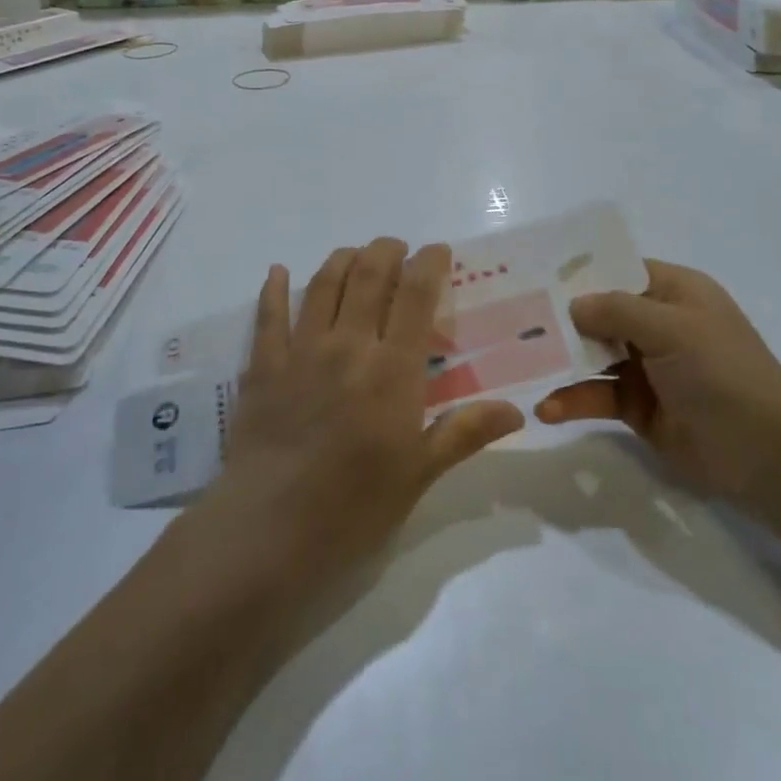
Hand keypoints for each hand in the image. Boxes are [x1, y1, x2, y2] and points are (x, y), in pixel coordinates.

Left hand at [206, 238, 524, 592]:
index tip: (437, 251)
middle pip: (369, 277)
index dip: (429, 264)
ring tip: (355, 254)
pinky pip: (268, 316)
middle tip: (397, 248)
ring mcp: (300, 352)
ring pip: (323, 285)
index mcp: (392, 370)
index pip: (416, 297)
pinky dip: (273, 288)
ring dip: (342, 260)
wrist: (269, 532)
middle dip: (386, 251)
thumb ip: (464, 433)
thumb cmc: (353, 507)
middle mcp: (348, 346)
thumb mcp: (418, 474)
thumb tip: (517, 411)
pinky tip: (277, 271)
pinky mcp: (263, 367)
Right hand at [536, 259, 780, 509]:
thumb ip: (618, 311)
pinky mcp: (638, 407)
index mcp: (673, 291)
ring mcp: (646, 367)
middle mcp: (657, 324)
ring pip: (591, 355)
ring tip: (518, 364)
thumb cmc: (724, 374)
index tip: (531, 273)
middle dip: (559, 317)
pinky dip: (572, 399)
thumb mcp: (673, 330)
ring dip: (560, 360)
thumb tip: (572, 304)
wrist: (769, 456)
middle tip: (510, 319)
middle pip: (598, 312)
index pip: (617, 269)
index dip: (579, 271)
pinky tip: (547, 409)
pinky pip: (596, 395)